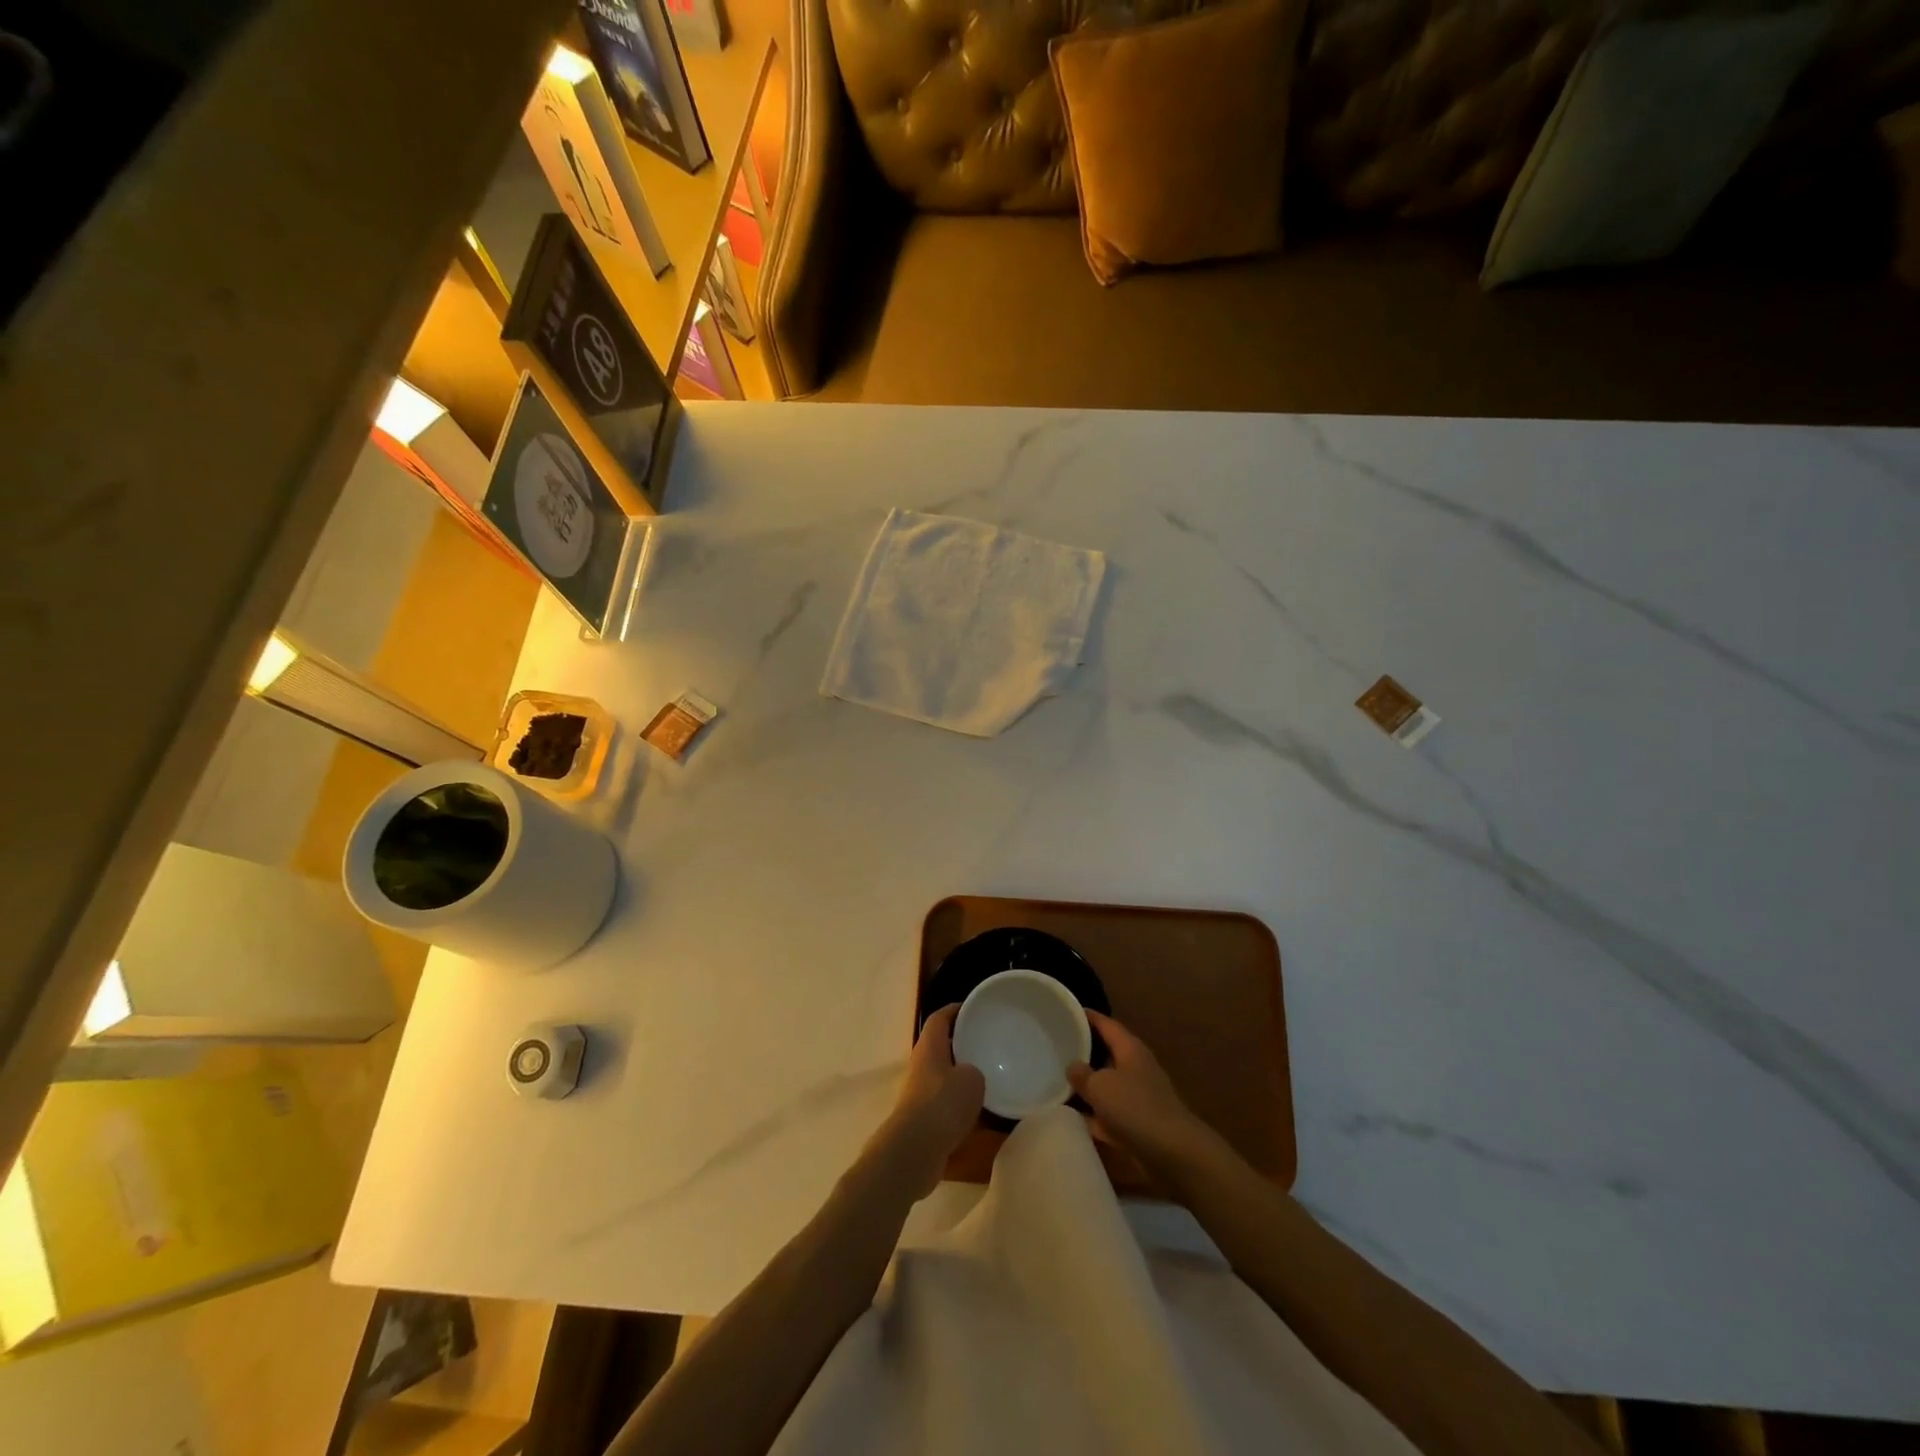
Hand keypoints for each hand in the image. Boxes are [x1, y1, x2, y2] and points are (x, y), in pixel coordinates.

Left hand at [869, 1006, 984, 1199]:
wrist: (914, 1151)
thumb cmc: (943, 1104)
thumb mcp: (972, 1079)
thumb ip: (975, 1070)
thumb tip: (972, 1076)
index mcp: (929, 1047)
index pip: (940, 1018)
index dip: (956, 1009)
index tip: (974, 1008)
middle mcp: (920, 1065)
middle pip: (941, 1046)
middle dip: (961, 1044)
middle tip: (987, 1043)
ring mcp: (919, 1093)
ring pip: (943, 1076)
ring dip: (961, 1076)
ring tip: (988, 1078)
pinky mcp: (922, 1119)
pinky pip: (944, 1103)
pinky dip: (959, 1103)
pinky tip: (979, 1113)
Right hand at [1069, 1010, 1218, 1180]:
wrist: (1172, 1153)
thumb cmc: (1135, 1108)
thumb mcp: (1100, 1086)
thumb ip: (1081, 1074)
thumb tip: (1073, 1067)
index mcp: (1130, 1049)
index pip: (1107, 1024)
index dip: (1088, 1017)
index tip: (1067, 1012)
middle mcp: (1135, 1068)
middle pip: (1106, 1053)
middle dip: (1084, 1050)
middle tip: (1057, 1046)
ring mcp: (1137, 1097)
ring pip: (1106, 1084)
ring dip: (1087, 1084)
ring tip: (1057, 1079)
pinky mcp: (1137, 1123)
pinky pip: (1108, 1112)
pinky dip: (1093, 1114)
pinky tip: (1071, 1117)